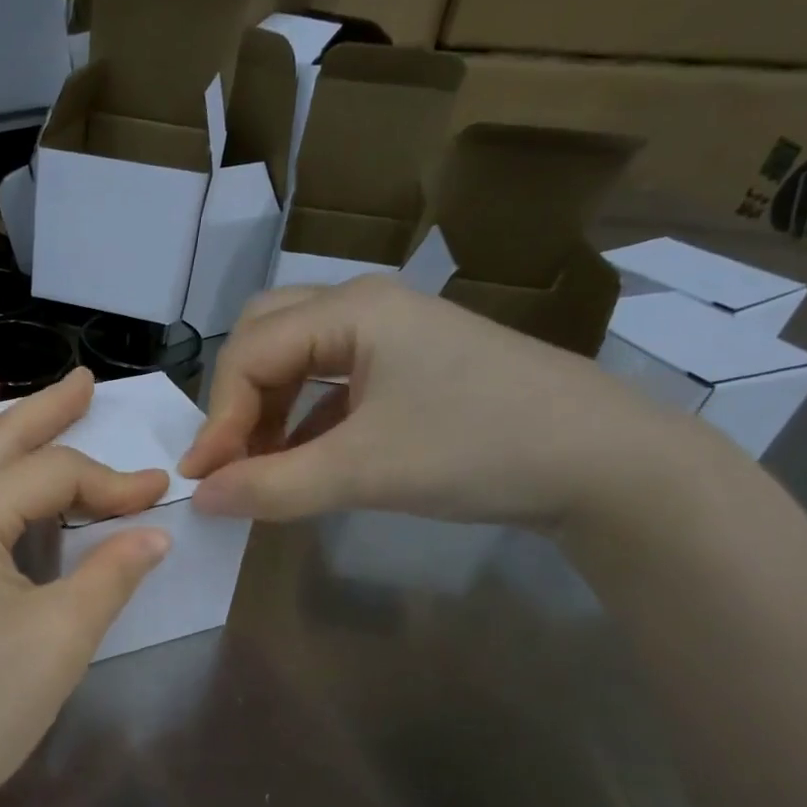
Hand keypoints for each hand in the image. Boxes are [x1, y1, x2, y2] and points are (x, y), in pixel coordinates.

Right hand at [181, 277, 695, 530]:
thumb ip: (271, 487)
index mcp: (352, 310)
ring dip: (266, 407)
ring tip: (260, 464)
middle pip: (265, 336)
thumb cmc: (480, 449)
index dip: (218, 417)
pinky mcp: (409, 367)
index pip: (250, 353)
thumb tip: (198, 499)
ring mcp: (392, 335)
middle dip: (237, 397)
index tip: (202, 479)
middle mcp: (365, 307)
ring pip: (296, 358)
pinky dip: (302, 418)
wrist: (608, 465)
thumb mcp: (364, 472)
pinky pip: (330, 382)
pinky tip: (301, 459)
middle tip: (230, 455)